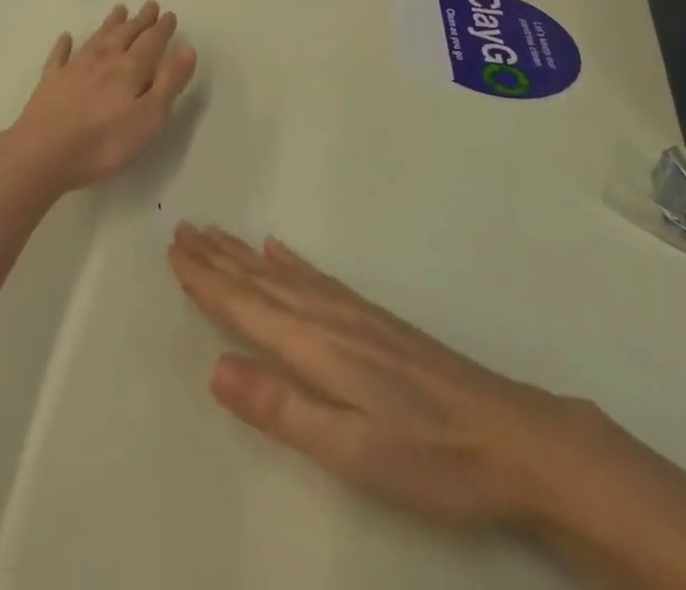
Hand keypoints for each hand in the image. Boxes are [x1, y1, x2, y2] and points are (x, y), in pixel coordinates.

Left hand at [6, 2, 197, 194]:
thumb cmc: (104, 142)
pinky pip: (60, 56)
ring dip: (110, 24)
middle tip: (150, 5)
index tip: (170, 14)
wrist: (43, 154)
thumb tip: (187, 48)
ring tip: (119, 9)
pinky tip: (66, 37)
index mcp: (130, 70)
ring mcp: (74, 69)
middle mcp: (104, 61)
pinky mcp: (51, 82)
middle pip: (125, 34)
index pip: (151, 42)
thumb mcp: (149, 117)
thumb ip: (169, 82)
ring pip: (96, 38)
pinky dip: (64, 45)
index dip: (162, 28)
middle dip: (140, 20)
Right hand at [168, 226, 599, 529]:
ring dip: (243, 253)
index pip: (246, 306)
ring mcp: (354, 313)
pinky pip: (318, 276)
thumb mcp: (351, 450)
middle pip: (259, 280)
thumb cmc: (428, 457)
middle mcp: (328, 317)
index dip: (207, 280)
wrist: (512, 437)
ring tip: (214, 232)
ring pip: (284, 273)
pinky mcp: (375, 319)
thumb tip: (215, 367)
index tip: (173, 250)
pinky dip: (291, 259)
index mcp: (315, 347)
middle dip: (216, 257)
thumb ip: (281, 408)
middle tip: (181, 228)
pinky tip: (279, 248)